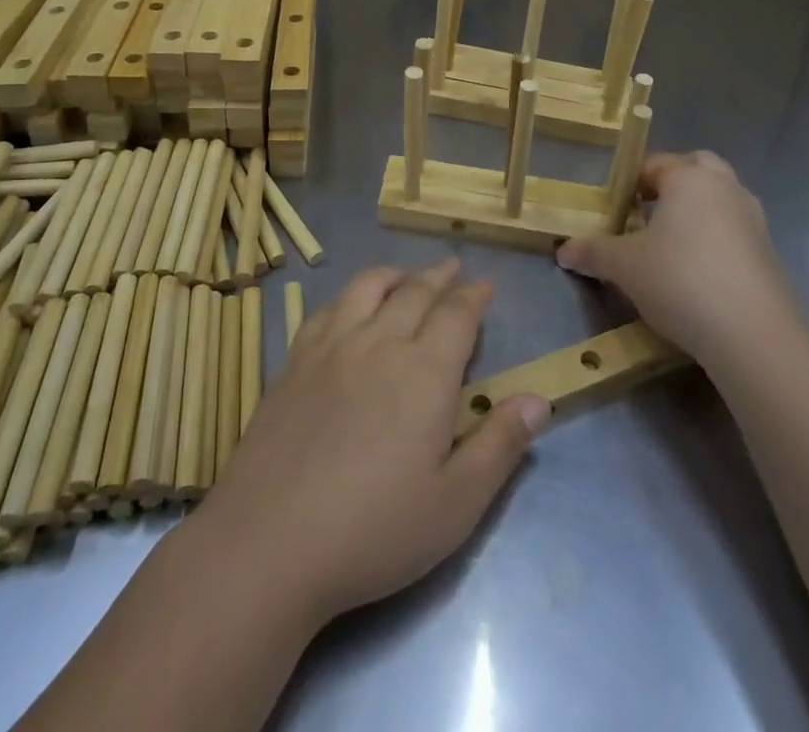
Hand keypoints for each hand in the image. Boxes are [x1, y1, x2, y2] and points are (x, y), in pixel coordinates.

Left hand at [196, 260, 549, 626]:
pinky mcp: (294, 361)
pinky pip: (327, 308)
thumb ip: (500, 445)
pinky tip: (348, 306)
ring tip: (405, 275)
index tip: (486, 285)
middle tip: (453, 268)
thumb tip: (539, 399)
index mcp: (424, 372)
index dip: (474, 297)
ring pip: (367, 288)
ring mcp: (331, 347)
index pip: (456, 315)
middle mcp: (379, 343)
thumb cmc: (374, 530)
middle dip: (439, 276)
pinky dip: (349, 295)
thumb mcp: (455, 504)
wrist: (269, 541)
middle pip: (414, 292)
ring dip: (394, 275)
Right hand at [556, 151, 799, 364]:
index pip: (655, 163)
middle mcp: (725, 188)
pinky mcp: (769, 252)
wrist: (754, 335)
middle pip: (697, 168)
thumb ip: (593, 252)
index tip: (616, 208)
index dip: (632, 182)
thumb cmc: (680, 280)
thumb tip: (563, 250)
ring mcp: (753, 219)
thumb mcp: (625, 267)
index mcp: (690, 178)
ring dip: (698, 211)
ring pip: (720, 199)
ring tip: (670, 244)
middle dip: (673, 184)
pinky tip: (698, 272)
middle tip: (647, 212)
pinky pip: (735, 230)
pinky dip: (716, 239)